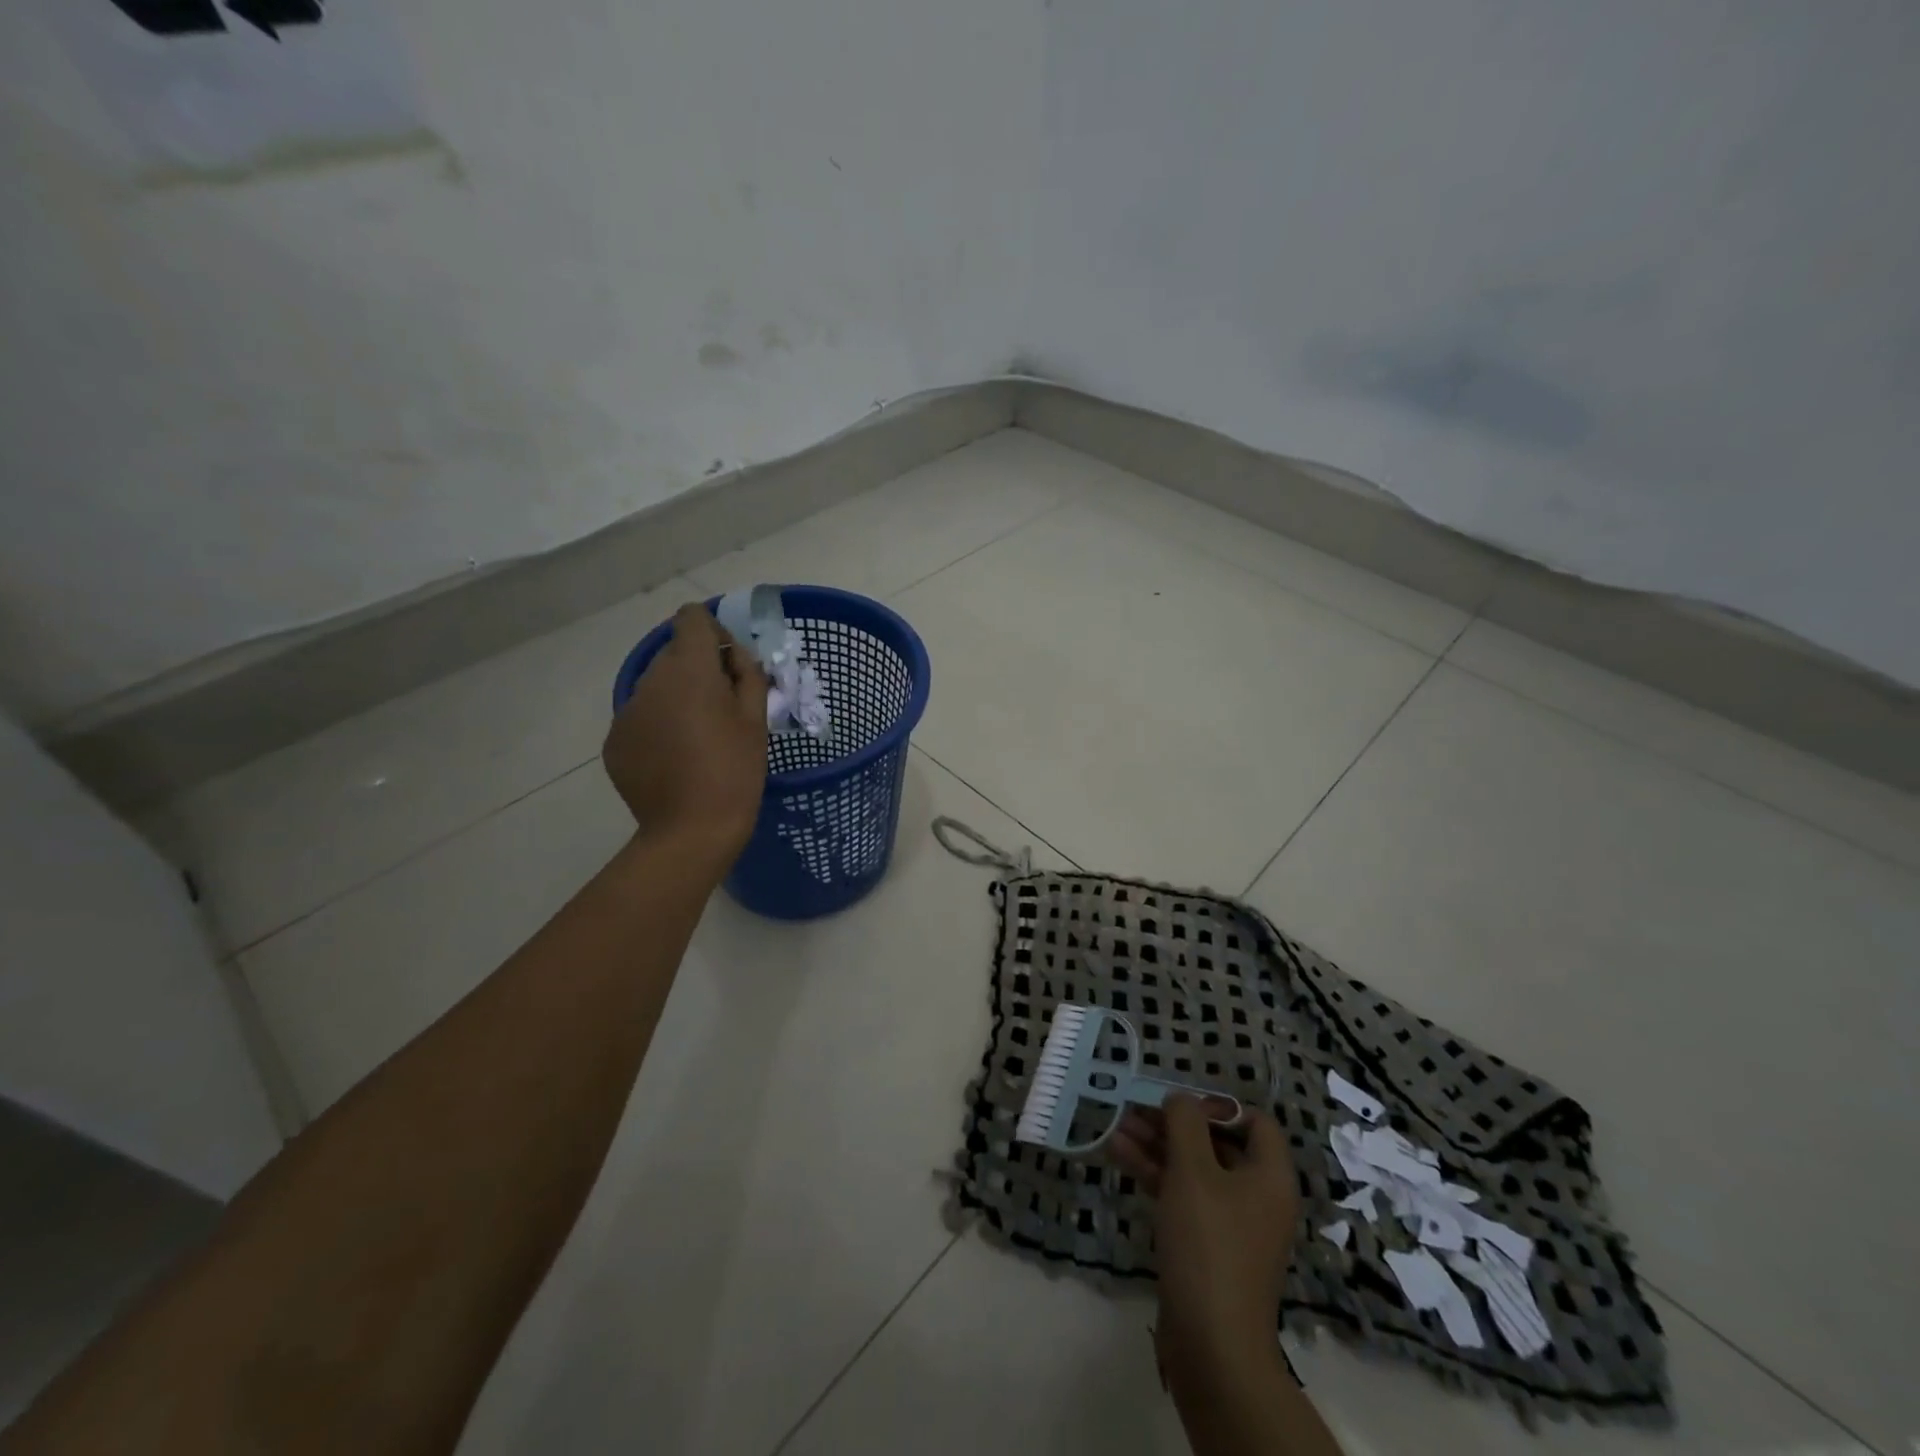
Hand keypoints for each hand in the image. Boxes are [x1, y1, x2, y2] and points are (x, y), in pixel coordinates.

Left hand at [603, 603, 768, 862]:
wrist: (691, 832)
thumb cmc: (735, 771)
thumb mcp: (756, 720)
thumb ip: (748, 675)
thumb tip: (735, 656)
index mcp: (690, 670)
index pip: (692, 618)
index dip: (714, 630)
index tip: (729, 662)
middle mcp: (651, 681)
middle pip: (673, 653)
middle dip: (698, 668)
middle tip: (722, 707)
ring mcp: (627, 711)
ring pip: (656, 686)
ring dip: (677, 697)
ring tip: (698, 738)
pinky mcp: (615, 741)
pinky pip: (641, 717)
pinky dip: (659, 726)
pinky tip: (675, 758)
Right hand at [1113, 1097, 1299, 1383]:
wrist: (1212, 1346)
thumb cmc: (1209, 1245)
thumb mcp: (1193, 1172)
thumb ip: (1185, 1124)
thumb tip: (1180, 1098)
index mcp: (1269, 1177)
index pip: (1254, 1121)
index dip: (1217, 1105)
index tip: (1179, 1103)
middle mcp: (1256, 1196)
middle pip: (1216, 1143)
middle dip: (1173, 1124)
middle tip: (1134, 1109)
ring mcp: (1231, 1224)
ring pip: (1193, 1169)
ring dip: (1156, 1146)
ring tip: (1115, 1128)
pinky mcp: (1206, 1246)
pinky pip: (1182, 1196)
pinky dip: (1154, 1174)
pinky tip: (1119, 1156)